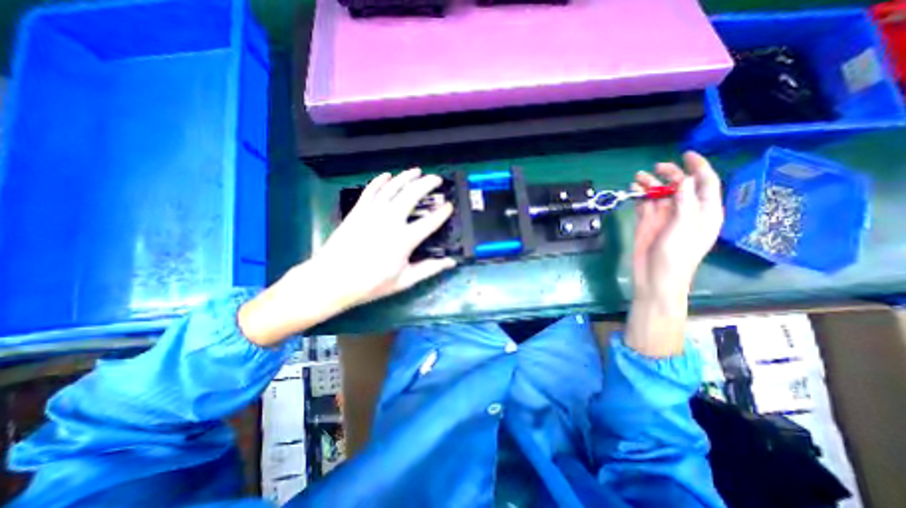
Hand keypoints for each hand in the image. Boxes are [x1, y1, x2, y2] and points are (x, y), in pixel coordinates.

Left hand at [317, 169, 459, 307]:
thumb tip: (450, 263)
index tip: (449, 206)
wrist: (332, 280)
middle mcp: (391, 219)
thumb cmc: (370, 283)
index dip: (443, 212)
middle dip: (428, 183)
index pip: (430, 221)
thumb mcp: (404, 280)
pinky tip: (388, 175)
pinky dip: (380, 180)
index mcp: (405, 239)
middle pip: (413, 194)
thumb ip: (429, 269)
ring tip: (417, 171)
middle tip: (437, 179)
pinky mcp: (358, 210)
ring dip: (407, 176)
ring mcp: (372, 212)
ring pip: (393, 187)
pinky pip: (371, 190)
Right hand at [631, 152, 722, 300]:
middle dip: (669, 175)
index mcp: (704, 212)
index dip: (698, 167)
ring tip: (638, 177)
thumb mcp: (685, 226)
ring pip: (659, 194)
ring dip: (650, 185)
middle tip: (655, 168)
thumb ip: (686, 202)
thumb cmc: (677, 254)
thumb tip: (685, 180)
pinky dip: (640, 197)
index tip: (686, 155)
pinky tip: (634, 191)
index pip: (705, 184)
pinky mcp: (648, 223)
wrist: (655, 276)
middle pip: (679, 187)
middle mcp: (685, 211)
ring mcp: (665, 217)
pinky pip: (645, 205)